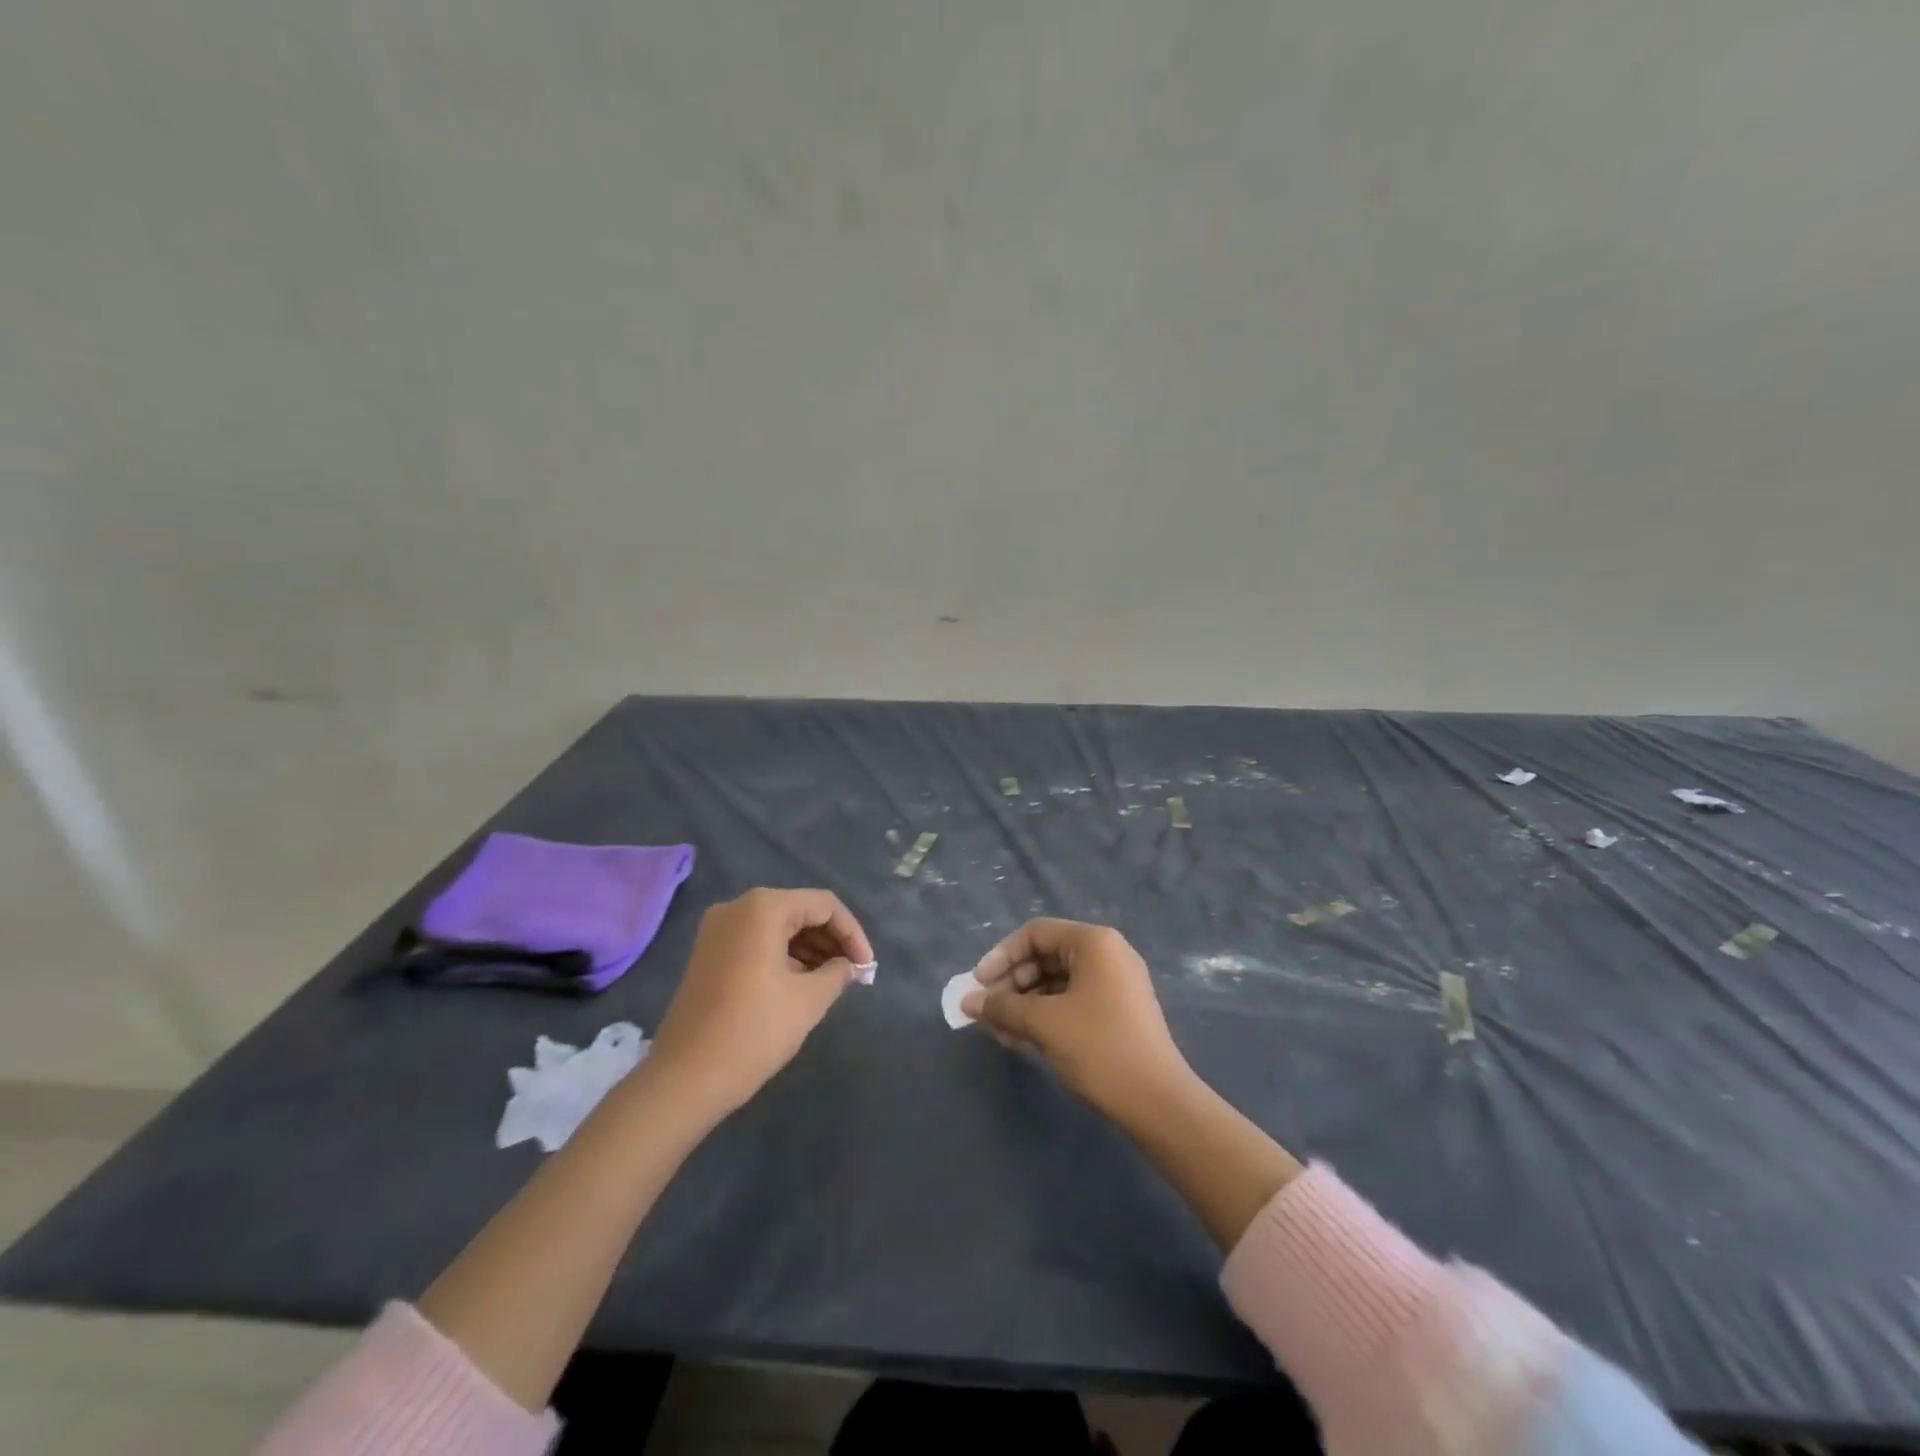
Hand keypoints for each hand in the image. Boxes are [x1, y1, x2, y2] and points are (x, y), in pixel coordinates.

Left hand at [648, 888, 873, 1117]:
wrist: (684, 1079)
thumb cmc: (753, 1031)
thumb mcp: (809, 1000)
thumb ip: (838, 973)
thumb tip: (849, 965)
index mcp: (763, 908)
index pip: (824, 905)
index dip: (852, 933)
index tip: (867, 967)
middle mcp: (737, 908)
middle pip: (799, 911)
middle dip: (831, 940)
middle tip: (853, 973)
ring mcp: (718, 931)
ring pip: (778, 927)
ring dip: (809, 949)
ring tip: (832, 981)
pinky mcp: (708, 954)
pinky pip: (757, 942)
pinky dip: (784, 956)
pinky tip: (802, 984)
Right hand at [962, 919, 1189, 1119]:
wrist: (1158, 1102)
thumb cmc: (1099, 1047)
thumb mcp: (1044, 1023)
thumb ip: (1002, 1007)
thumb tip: (967, 1002)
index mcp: (1094, 942)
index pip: (1035, 934)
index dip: (1001, 956)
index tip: (977, 985)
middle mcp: (1107, 954)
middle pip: (1046, 956)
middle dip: (1011, 983)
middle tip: (985, 1011)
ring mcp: (1116, 983)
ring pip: (1057, 982)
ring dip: (1024, 1003)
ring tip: (999, 1032)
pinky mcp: (1118, 1011)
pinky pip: (1072, 1001)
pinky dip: (1045, 1015)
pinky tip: (1023, 1040)